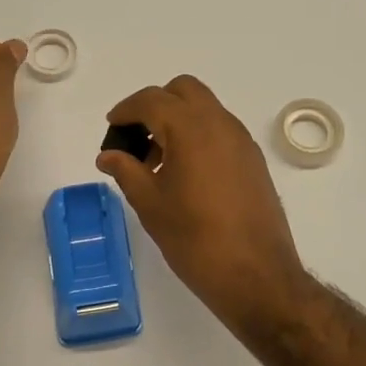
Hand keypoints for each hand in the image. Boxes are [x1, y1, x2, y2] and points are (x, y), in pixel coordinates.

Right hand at [96, 76, 312, 328]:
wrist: (256, 275)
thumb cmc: (195, 240)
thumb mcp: (150, 205)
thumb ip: (126, 171)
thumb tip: (108, 155)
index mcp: (191, 129)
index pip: (152, 100)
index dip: (127, 110)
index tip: (112, 127)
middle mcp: (220, 124)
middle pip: (183, 91)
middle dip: (156, 104)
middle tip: (136, 136)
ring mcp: (241, 140)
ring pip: (205, 108)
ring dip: (178, 119)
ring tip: (157, 161)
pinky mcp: (253, 160)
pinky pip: (220, 129)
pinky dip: (198, 135)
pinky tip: (185, 173)